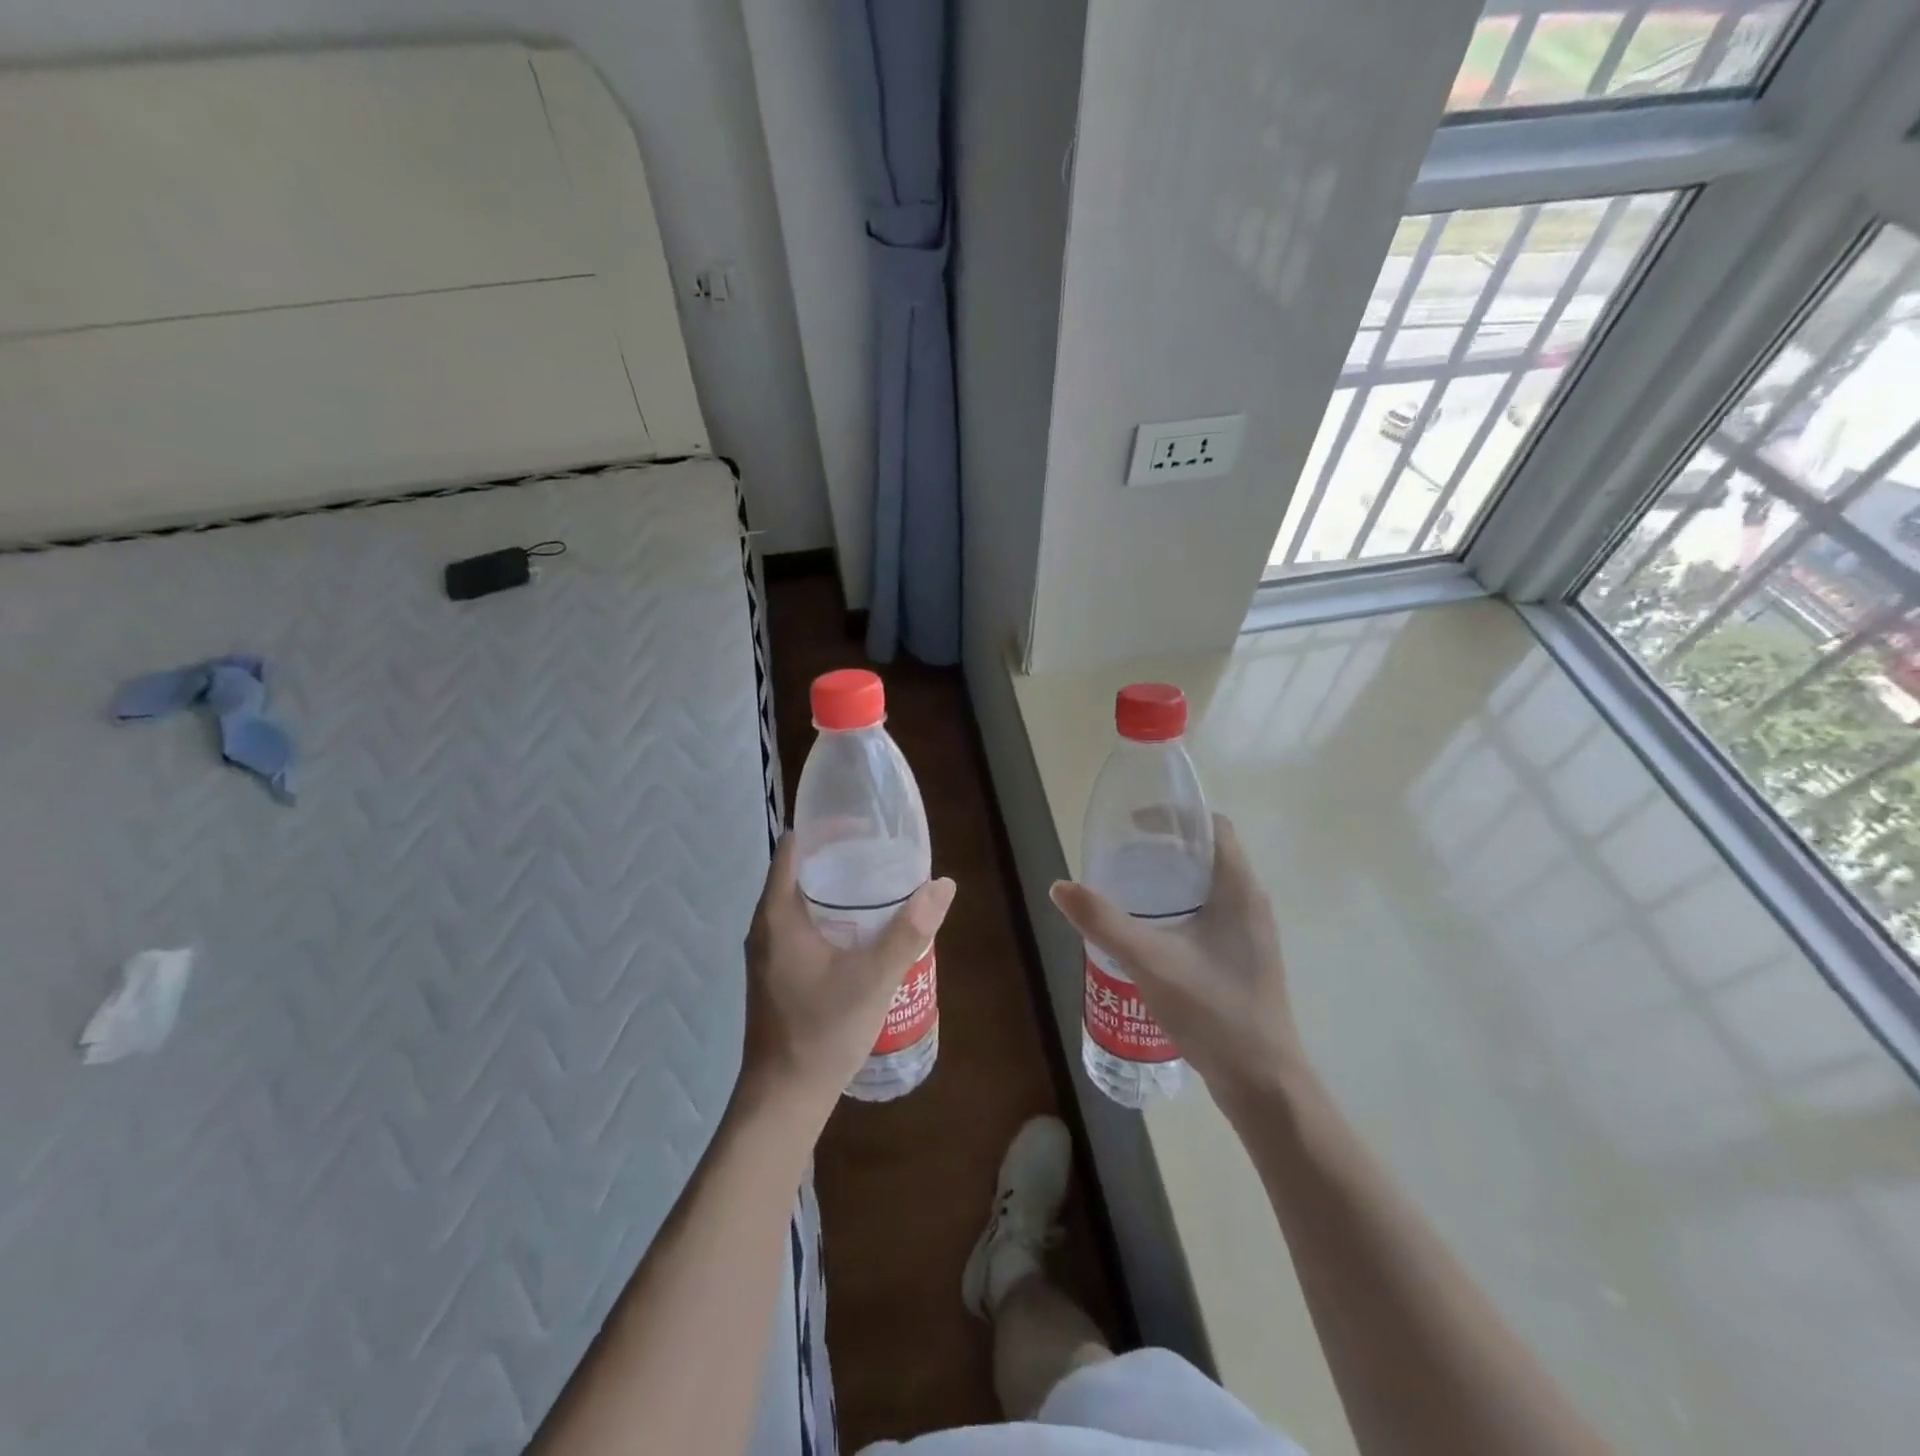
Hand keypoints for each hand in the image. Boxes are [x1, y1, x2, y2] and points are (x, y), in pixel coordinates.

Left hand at [740, 834, 955, 1122]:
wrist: (784, 1099)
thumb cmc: (822, 1031)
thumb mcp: (874, 977)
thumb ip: (909, 930)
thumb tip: (943, 884)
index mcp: (778, 914)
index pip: (796, 847)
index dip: (828, 828)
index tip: (867, 826)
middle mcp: (766, 926)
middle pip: (801, 871)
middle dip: (840, 857)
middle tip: (883, 855)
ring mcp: (769, 952)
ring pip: (802, 901)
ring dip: (836, 888)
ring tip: (880, 886)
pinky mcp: (777, 973)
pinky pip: (803, 925)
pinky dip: (831, 914)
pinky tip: (863, 931)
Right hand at [1050, 814, 1300, 1111]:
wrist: (1263, 1081)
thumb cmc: (1213, 1010)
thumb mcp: (1150, 961)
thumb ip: (1103, 922)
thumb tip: (1060, 886)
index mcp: (1239, 888)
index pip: (1212, 826)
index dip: (1174, 816)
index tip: (1134, 824)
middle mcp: (1251, 902)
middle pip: (1207, 853)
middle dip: (1164, 847)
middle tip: (1121, 856)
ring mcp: (1250, 932)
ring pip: (1209, 885)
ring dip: (1171, 878)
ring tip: (1128, 889)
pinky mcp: (1244, 957)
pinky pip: (1211, 913)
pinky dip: (1180, 906)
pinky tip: (1150, 931)